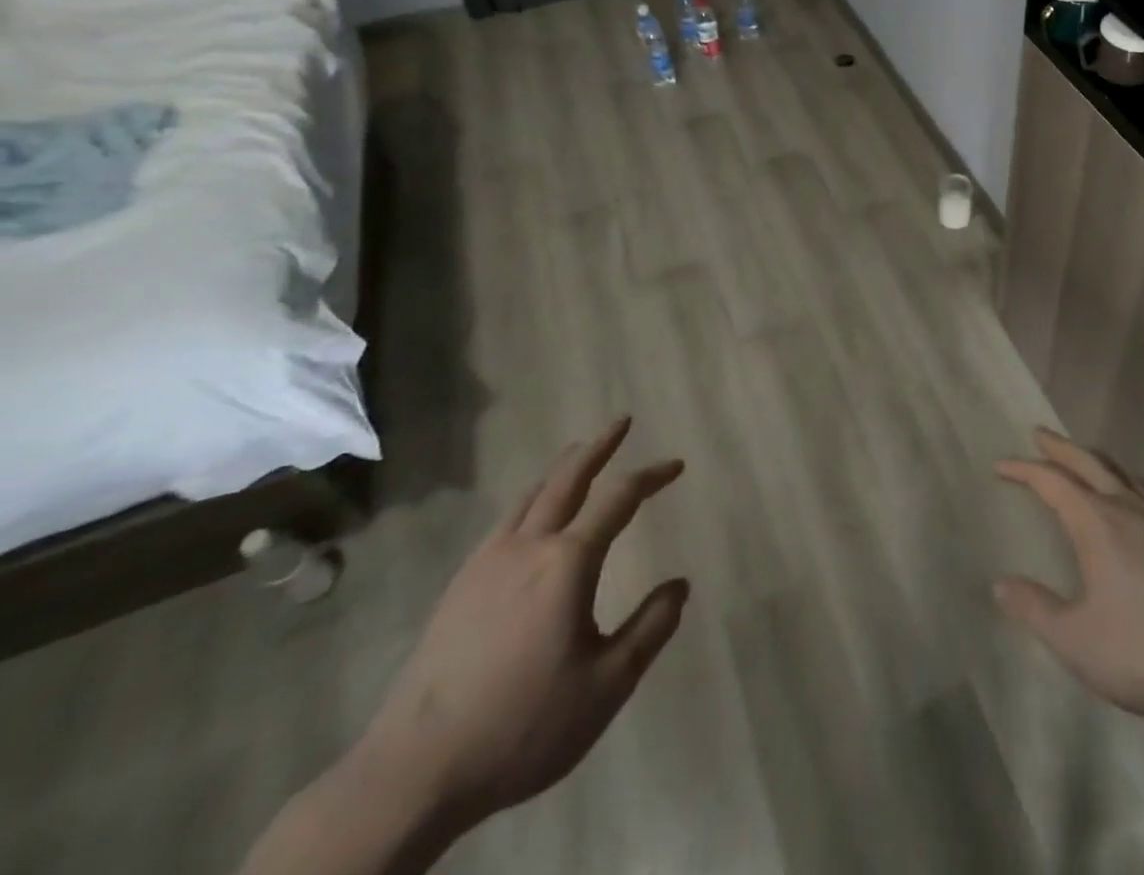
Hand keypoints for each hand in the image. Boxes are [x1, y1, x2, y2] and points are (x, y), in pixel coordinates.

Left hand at [354, 417, 689, 830]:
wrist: (413, 772)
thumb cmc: (523, 724)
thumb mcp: (607, 685)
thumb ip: (650, 628)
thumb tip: (680, 585)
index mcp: (567, 562)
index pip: (620, 498)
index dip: (652, 475)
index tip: (677, 465)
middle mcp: (527, 547)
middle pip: (568, 478)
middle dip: (599, 446)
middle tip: (622, 421)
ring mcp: (486, 564)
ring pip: (531, 496)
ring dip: (563, 468)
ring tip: (580, 456)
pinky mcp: (459, 587)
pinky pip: (506, 521)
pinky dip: (532, 500)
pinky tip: (532, 518)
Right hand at [994, 428, 1143, 723]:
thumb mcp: (1079, 641)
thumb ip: (1037, 610)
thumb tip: (1000, 584)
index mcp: (1098, 523)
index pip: (1052, 482)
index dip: (1023, 470)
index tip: (1000, 465)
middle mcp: (1130, 510)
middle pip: (1090, 463)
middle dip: (1060, 448)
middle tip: (1039, 434)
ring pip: (1123, 474)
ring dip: (1096, 460)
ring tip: (1083, 460)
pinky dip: (1125, 483)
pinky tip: (1133, 505)